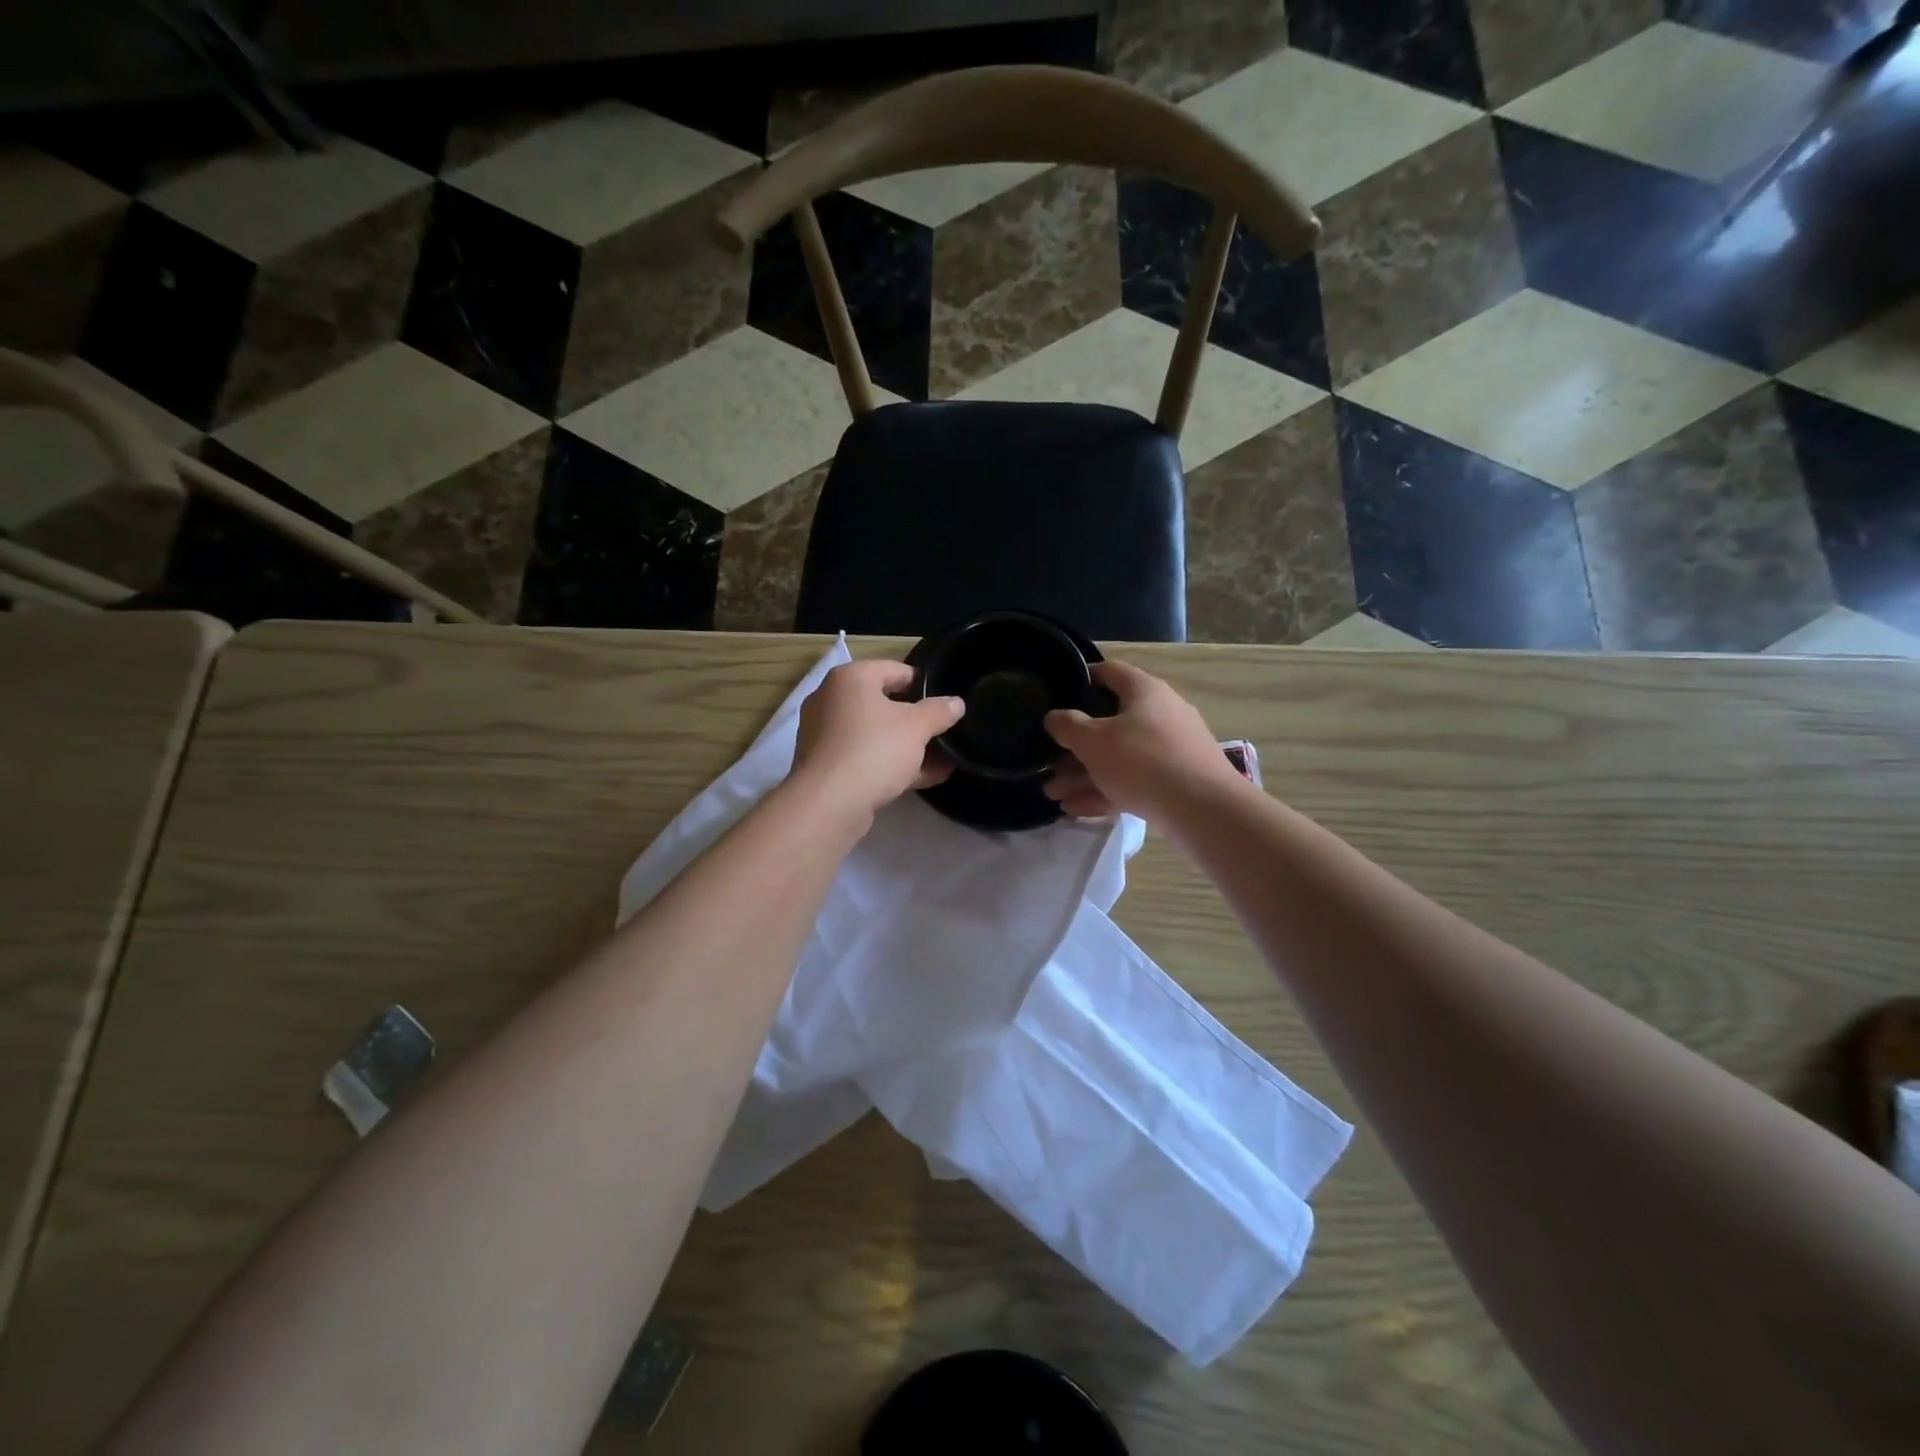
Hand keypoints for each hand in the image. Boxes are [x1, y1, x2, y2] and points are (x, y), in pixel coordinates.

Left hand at [791, 659, 964, 817]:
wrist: (829, 803)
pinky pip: (867, 757)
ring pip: (876, 734)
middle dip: (916, 719)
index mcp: (850, 678)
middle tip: (944, 730)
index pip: (894, 669)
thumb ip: (939, 711)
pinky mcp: (827, 766)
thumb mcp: (917, 726)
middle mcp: (832, 700)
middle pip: (883, 703)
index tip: (946, 701)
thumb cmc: (874, 749)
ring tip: (943, 757)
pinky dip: (893, 764)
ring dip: (908, 745)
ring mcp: (826, 735)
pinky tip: (926, 777)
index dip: (924, 683)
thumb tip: (956, 703)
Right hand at [1043, 660, 1243, 821]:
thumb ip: (1067, 726)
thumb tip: (1054, 717)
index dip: (1082, 678)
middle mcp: (1161, 714)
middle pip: (1110, 723)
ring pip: (1119, 757)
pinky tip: (1077, 810)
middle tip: (1048, 762)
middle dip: (1075, 746)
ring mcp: (1171, 749)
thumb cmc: (1142, 760)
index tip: (1058, 693)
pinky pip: (1133, 781)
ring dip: (1085, 774)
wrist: (1203, 809)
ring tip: (1054, 795)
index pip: (1109, 672)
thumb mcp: (1093, 741)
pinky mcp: (1176, 781)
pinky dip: (1106, 792)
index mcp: (1145, 691)